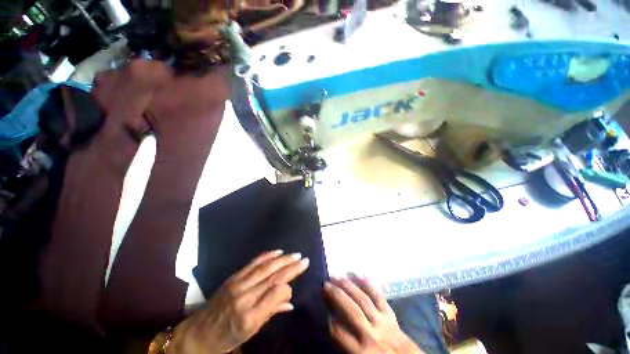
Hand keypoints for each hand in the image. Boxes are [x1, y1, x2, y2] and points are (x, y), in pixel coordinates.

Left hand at [169, 250, 309, 353]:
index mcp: (249, 316)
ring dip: (282, 259)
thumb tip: (290, 302)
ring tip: (295, 254)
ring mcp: (238, 284)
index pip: (275, 294)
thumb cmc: (227, 337)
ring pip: (265, 268)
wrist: (199, 333)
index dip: (288, 288)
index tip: (293, 287)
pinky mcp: (234, 277)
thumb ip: (271, 313)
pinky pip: (253, 263)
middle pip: (273, 277)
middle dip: (291, 267)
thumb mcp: (251, 332)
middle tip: (304, 260)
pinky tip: (277, 252)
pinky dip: (267, 256)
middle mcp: (245, 297)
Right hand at [324, 275, 422, 353]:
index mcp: (362, 352)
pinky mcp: (390, 314)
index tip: (321, 307)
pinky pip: (379, 296)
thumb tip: (331, 325)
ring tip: (337, 276)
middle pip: (352, 311)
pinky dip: (369, 284)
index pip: (340, 333)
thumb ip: (346, 344)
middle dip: (337, 295)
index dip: (328, 319)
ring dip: (349, 286)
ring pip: (364, 299)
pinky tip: (360, 274)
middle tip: (326, 284)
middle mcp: (372, 334)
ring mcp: (383, 321)